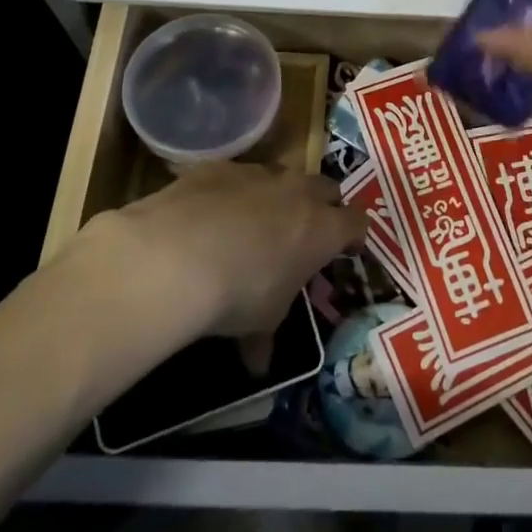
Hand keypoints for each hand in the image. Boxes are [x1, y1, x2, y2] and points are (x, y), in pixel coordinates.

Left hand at [81, 163, 363, 337]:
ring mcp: (256, 173)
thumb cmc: (238, 294)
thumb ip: (266, 335)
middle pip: (325, 188)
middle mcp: (297, 192)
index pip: (356, 223)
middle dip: (321, 206)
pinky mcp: (217, 167)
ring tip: (255, 223)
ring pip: (280, 176)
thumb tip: (258, 363)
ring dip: (276, 196)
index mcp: (322, 229)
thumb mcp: (260, 321)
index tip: (346, 251)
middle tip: (306, 231)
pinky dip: (231, 192)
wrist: (175, 256)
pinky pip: (235, 176)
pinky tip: (209, 216)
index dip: (353, 236)